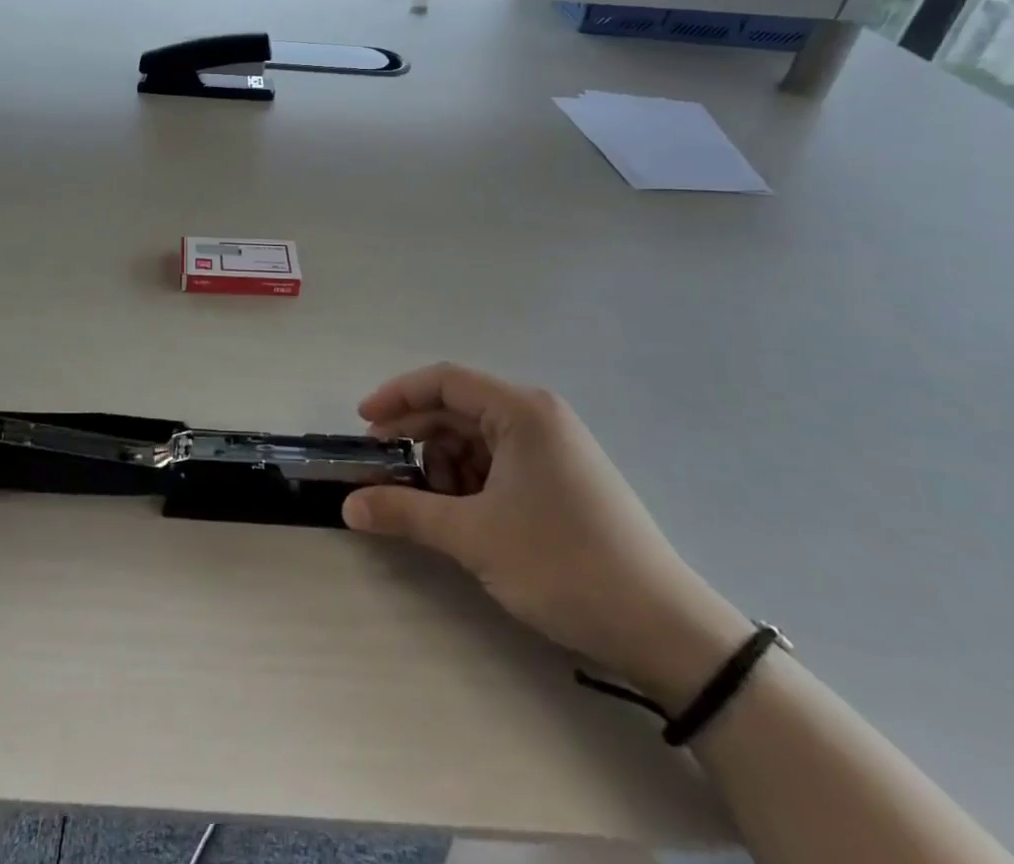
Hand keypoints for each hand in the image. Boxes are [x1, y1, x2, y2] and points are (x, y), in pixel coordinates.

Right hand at [343, 363, 749, 704]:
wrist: (665, 631)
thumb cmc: (563, 565)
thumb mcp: (474, 536)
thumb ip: (404, 512)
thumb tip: (348, 506)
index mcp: (521, 411)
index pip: (443, 381)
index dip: (396, 396)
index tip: (362, 424)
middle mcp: (537, 417)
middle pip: (457, 409)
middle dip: (415, 437)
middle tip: (380, 469)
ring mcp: (552, 448)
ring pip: (475, 438)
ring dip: (441, 464)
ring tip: (425, 504)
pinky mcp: (560, 479)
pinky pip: (497, 463)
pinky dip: (468, 482)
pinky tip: (458, 515)